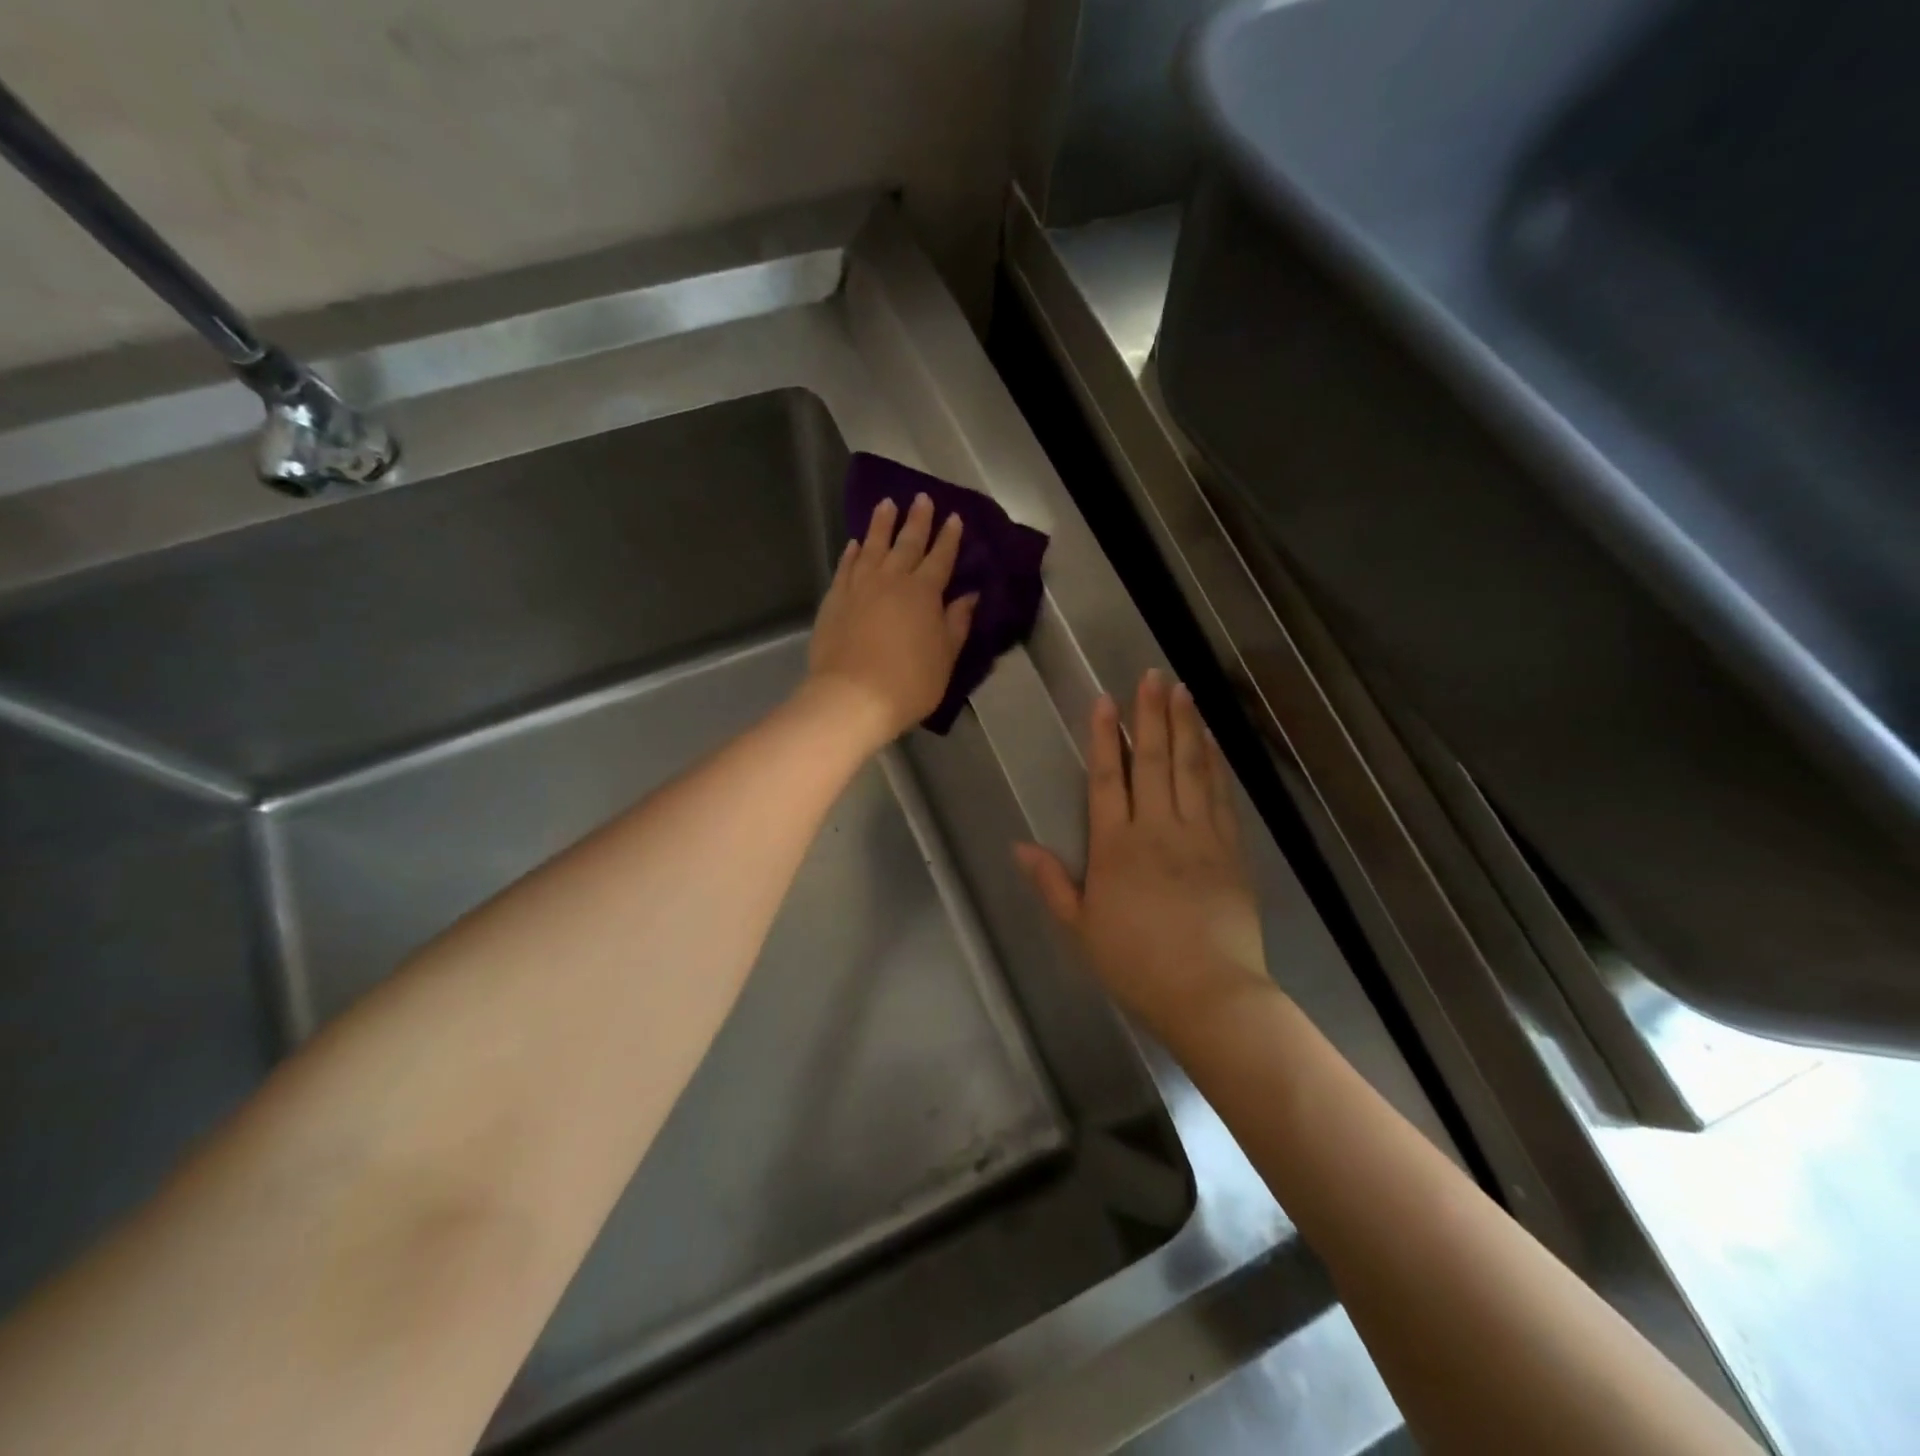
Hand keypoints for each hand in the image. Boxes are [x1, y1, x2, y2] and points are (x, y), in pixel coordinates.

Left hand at [804, 493, 977, 748]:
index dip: (949, 537)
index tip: (954, 517)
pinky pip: (846, 567)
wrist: (852, 697)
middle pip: (907, 543)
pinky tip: (855, 544)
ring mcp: (860, 586)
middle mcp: (892, 580)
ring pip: (873, 546)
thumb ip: (956, 623)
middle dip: (917, 520)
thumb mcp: (945, 657)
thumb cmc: (909, 682)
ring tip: (887, 504)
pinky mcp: (835, 599)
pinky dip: (852, 553)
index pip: (941, 557)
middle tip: (922, 498)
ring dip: (881, 525)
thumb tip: (968, 596)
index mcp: (925, 592)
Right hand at [1017, 671, 1268, 1034]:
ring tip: (1182, 691)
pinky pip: (1220, 796)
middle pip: (1153, 761)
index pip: (1107, 778)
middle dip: (1150, 715)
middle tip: (1152, 676)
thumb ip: (1052, 883)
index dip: (1105, 737)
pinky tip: (1212, 741)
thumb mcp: (1080, 929)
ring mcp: (1198, 835)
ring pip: (1190, 768)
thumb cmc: (1135, 964)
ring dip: (1186, 727)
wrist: (1208, 993)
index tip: (1106, 701)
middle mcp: (1156, 829)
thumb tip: (1019, 845)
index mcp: (1115, 847)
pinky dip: (1215, 764)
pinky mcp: (1231, 850)